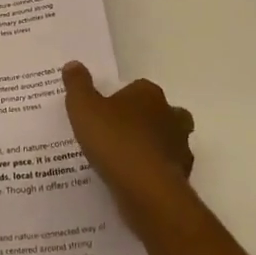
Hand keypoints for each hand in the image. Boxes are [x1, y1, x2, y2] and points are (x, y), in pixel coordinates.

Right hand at [61, 61, 194, 221]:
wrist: (146, 190)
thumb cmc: (114, 140)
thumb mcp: (83, 108)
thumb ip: (77, 85)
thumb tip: (73, 64)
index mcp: (148, 94)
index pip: (138, 88)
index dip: (123, 98)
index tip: (106, 111)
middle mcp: (171, 115)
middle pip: (161, 112)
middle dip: (147, 121)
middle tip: (121, 133)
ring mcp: (180, 147)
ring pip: (169, 141)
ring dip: (154, 148)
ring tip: (127, 161)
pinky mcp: (182, 177)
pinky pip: (167, 170)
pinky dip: (155, 173)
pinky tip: (135, 182)